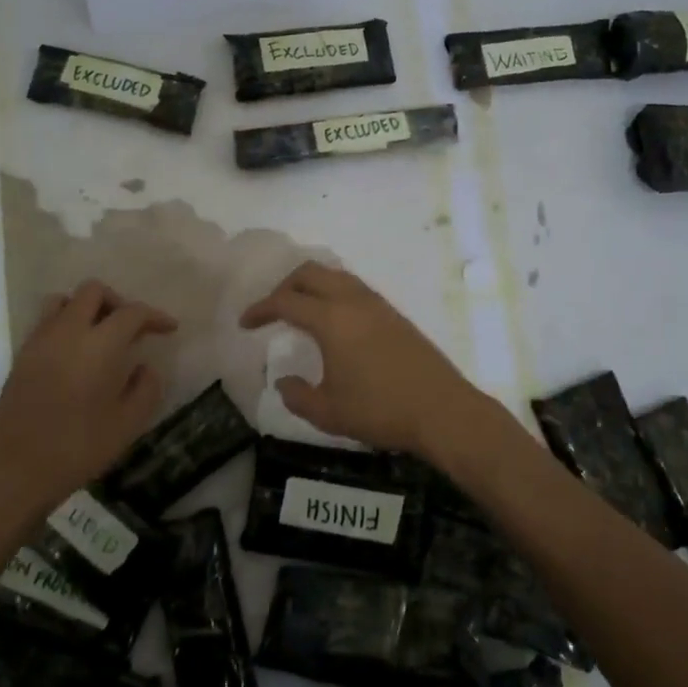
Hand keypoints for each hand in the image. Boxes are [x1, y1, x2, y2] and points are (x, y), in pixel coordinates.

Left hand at [0, 281, 175, 515]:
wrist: (13, 473)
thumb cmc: (76, 449)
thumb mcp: (127, 425)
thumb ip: (146, 389)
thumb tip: (146, 367)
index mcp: (98, 345)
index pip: (131, 312)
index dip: (154, 316)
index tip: (169, 328)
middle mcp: (66, 332)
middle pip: (93, 291)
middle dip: (118, 302)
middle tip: (132, 329)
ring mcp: (39, 341)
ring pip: (64, 300)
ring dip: (87, 308)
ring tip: (101, 336)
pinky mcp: (21, 356)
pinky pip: (46, 322)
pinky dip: (66, 325)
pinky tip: (76, 355)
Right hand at [239, 262, 483, 458]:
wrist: (442, 410)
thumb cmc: (381, 411)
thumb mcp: (328, 412)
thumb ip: (297, 396)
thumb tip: (283, 381)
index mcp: (331, 319)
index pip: (285, 301)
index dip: (260, 309)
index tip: (245, 324)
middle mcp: (352, 301)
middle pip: (310, 273)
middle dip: (284, 286)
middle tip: (272, 311)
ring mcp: (377, 304)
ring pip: (335, 275)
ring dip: (311, 286)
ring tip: (300, 311)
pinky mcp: (394, 314)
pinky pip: (354, 288)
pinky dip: (333, 293)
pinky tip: (333, 322)